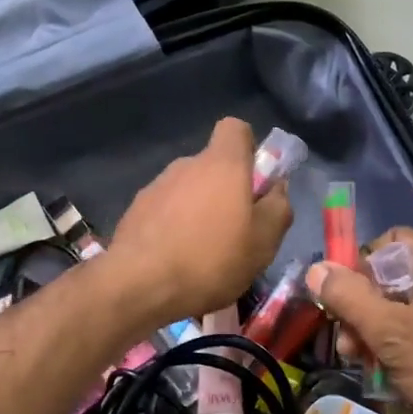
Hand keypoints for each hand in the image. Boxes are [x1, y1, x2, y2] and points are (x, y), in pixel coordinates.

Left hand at [109, 118, 292, 325]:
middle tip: (235, 231)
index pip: (235, 128)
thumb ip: (278, 208)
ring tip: (203, 253)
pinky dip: (173, 226)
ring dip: (198, 211)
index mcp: (222, 164)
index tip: (254, 181)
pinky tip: (176, 259)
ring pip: (187, 190)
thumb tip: (276, 188)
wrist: (139, 284)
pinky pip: (164, 210)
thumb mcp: (263, 242)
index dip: (248, 148)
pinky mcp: (134, 210)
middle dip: (225, 190)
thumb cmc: (211, 259)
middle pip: (212, 165)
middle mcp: (186, 165)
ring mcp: (156, 186)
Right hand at [306, 228, 412, 413]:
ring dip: (379, 334)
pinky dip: (404, 349)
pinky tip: (390, 377)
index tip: (344, 300)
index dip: (360, 265)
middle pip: (394, 278)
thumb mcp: (391, 332)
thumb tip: (316, 269)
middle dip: (364, 309)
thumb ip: (349, 298)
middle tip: (349, 344)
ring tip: (364, 365)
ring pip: (407, 310)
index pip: (389, 242)